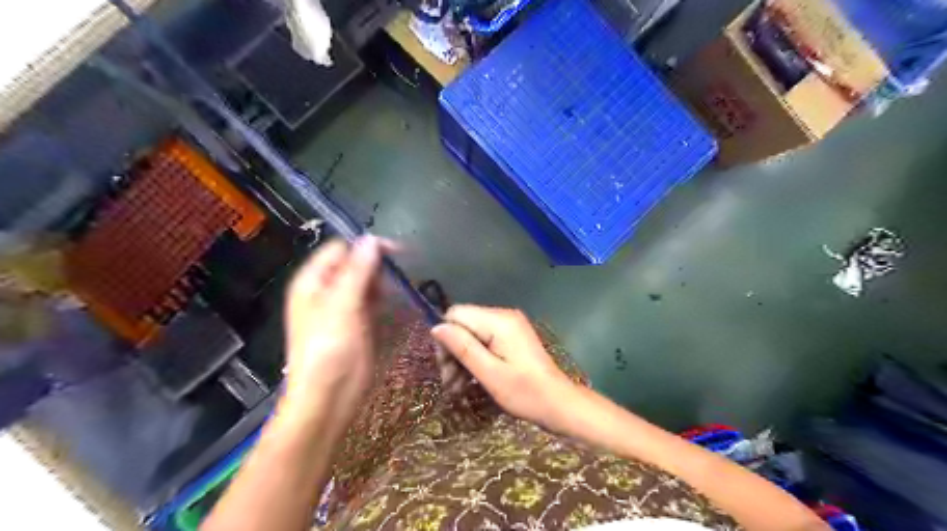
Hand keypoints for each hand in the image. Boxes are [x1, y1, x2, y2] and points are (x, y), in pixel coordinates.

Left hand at [281, 236, 387, 423]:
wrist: (327, 398)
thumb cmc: (329, 350)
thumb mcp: (342, 306)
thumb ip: (358, 271)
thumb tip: (372, 239)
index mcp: (313, 281)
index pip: (341, 249)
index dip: (366, 247)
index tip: (396, 253)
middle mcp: (326, 290)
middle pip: (354, 264)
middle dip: (378, 265)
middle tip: (401, 275)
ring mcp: (342, 308)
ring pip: (365, 282)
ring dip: (383, 282)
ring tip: (402, 288)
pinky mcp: (357, 323)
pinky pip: (371, 301)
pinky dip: (384, 298)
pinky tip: (397, 302)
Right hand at [432, 304, 576, 428]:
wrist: (559, 404)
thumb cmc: (525, 393)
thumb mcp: (490, 374)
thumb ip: (463, 348)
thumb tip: (436, 327)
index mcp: (499, 321)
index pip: (456, 314)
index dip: (445, 338)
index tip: (446, 368)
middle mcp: (503, 316)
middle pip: (463, 324)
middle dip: (452, 352)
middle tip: (450, 384)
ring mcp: (509, 325)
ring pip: (471, 334)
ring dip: (461, 359)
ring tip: (458, 388)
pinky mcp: (511, 336)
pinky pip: (483, 340)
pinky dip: (474, 358)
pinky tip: (470, 380)